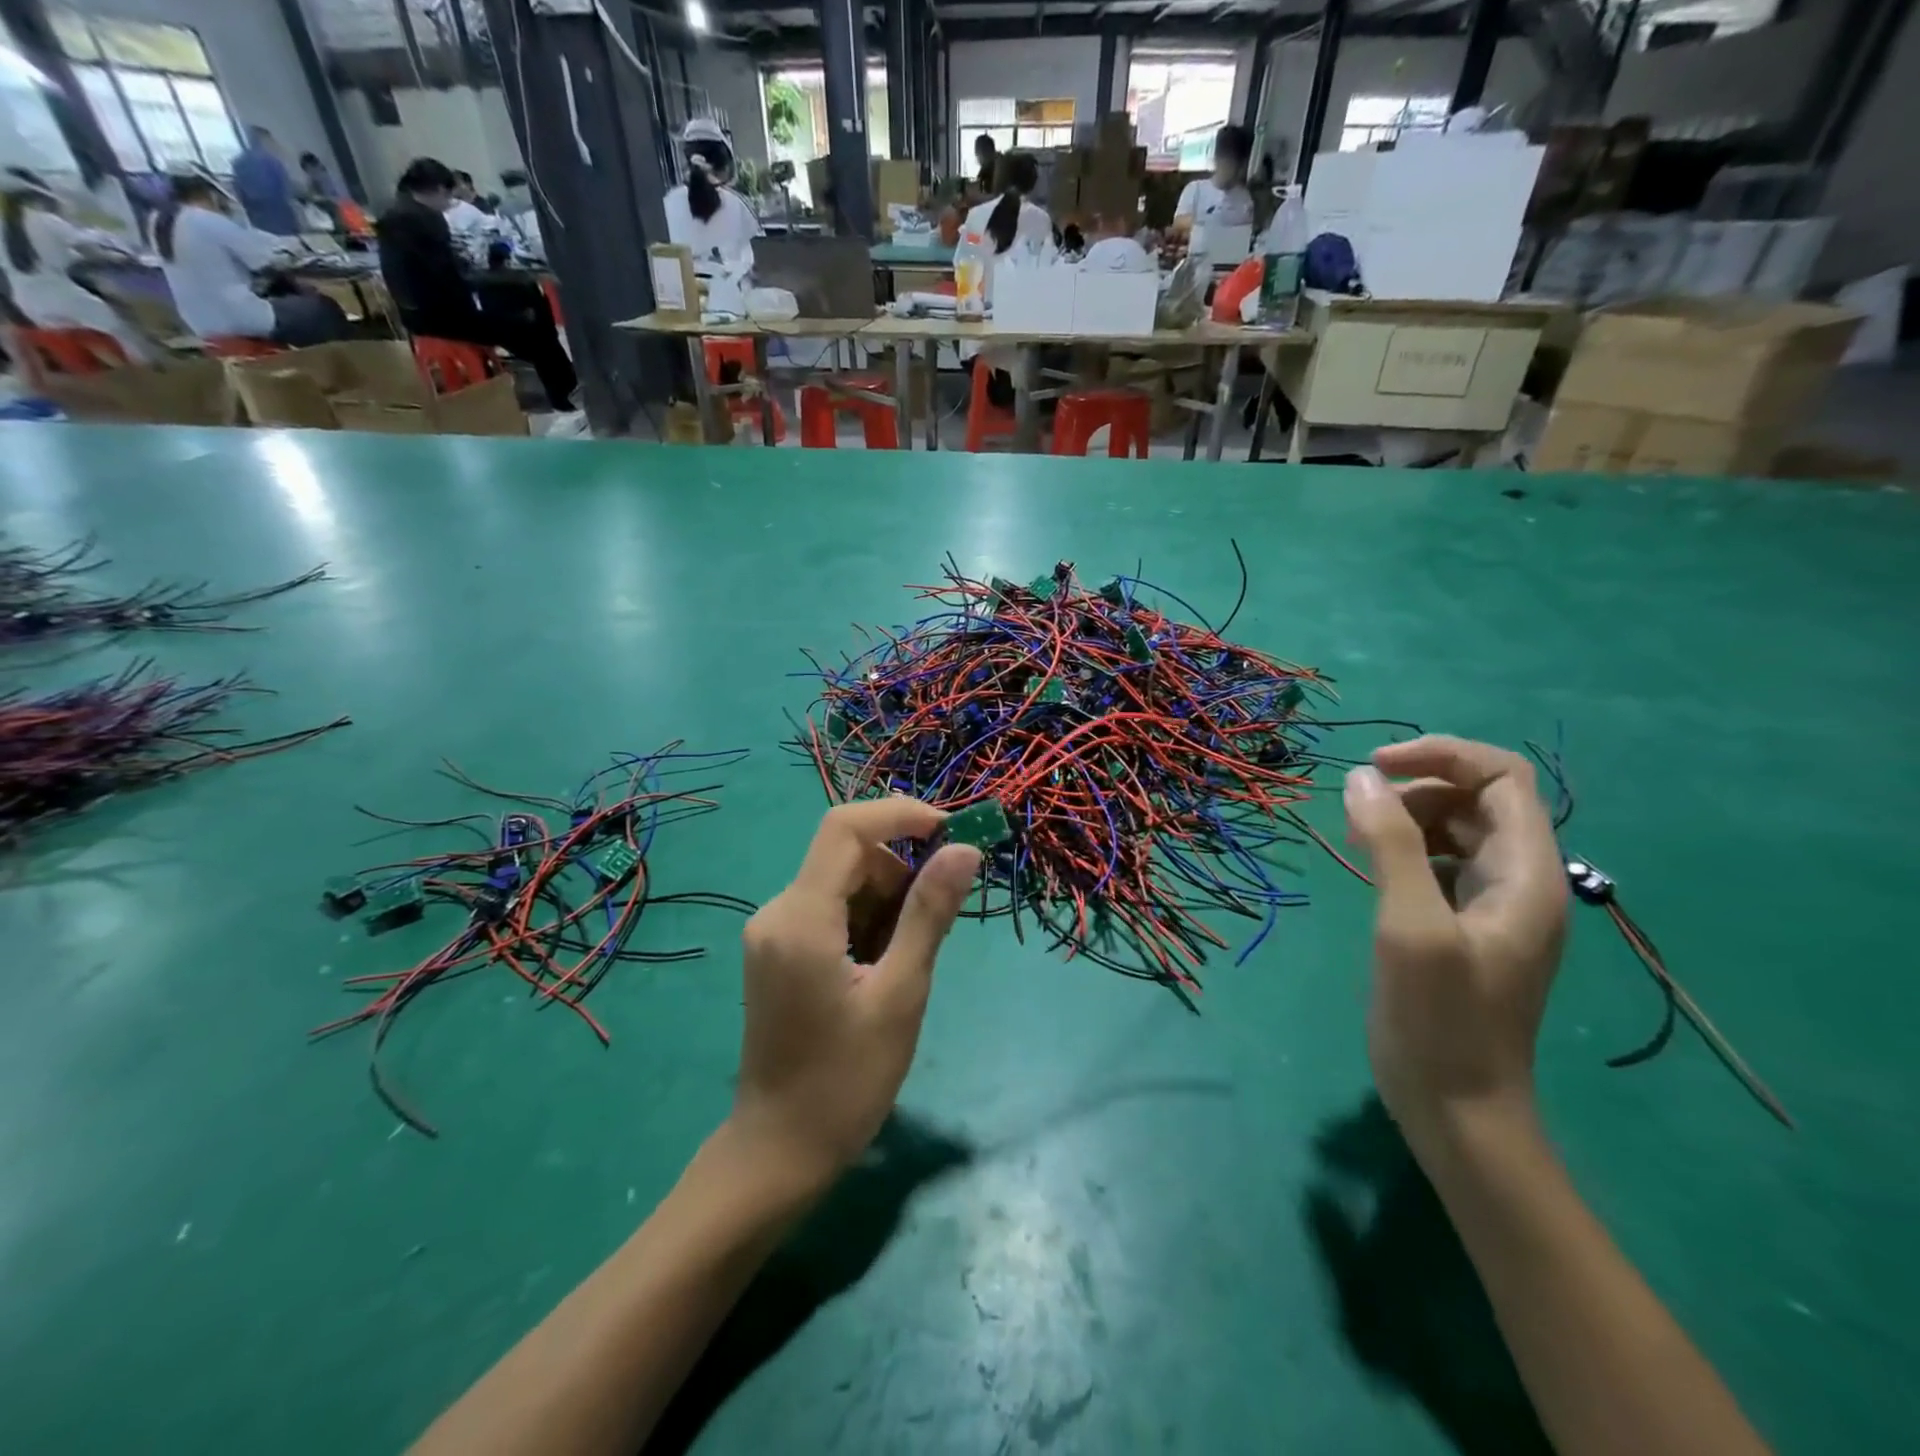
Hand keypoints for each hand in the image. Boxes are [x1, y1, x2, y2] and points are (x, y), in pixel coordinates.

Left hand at [731, 798, 980, 1192]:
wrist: (779, 1151)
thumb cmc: (846, 1080)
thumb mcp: (901, 994)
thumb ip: (929, 914)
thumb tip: (963, 850)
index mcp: (801, 918)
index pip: (845, 827)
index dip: (900, 815)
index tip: (951, 834)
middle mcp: (776, 911)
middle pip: (847, 855)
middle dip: (899, 872)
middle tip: (937, 921)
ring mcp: (772, 931)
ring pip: (841, 882)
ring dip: (885, 900)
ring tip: (906, 961)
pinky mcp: (777, 950)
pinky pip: (829, 909)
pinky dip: (865, 920)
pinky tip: (880, 968)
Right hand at [1342, 736, 1568, 1146]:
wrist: (1458, 1108)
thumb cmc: (1439, 1018)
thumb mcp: (1409, 925)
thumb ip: (1389, 844)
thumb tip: (1361, 778)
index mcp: (1527, 874)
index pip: (1502, 778)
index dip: (1441, 756)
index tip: (1375, 768)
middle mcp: (1520, 881)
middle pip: (1477, 799)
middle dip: (1416, 790)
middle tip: (1357, 816)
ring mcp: (1494, 907)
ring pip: (1456, 830)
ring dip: (1406, 819)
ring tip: (1357, 838)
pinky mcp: (1465, 927)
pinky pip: (1441, 864)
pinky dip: (1405, 850)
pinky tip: (1372, 868)